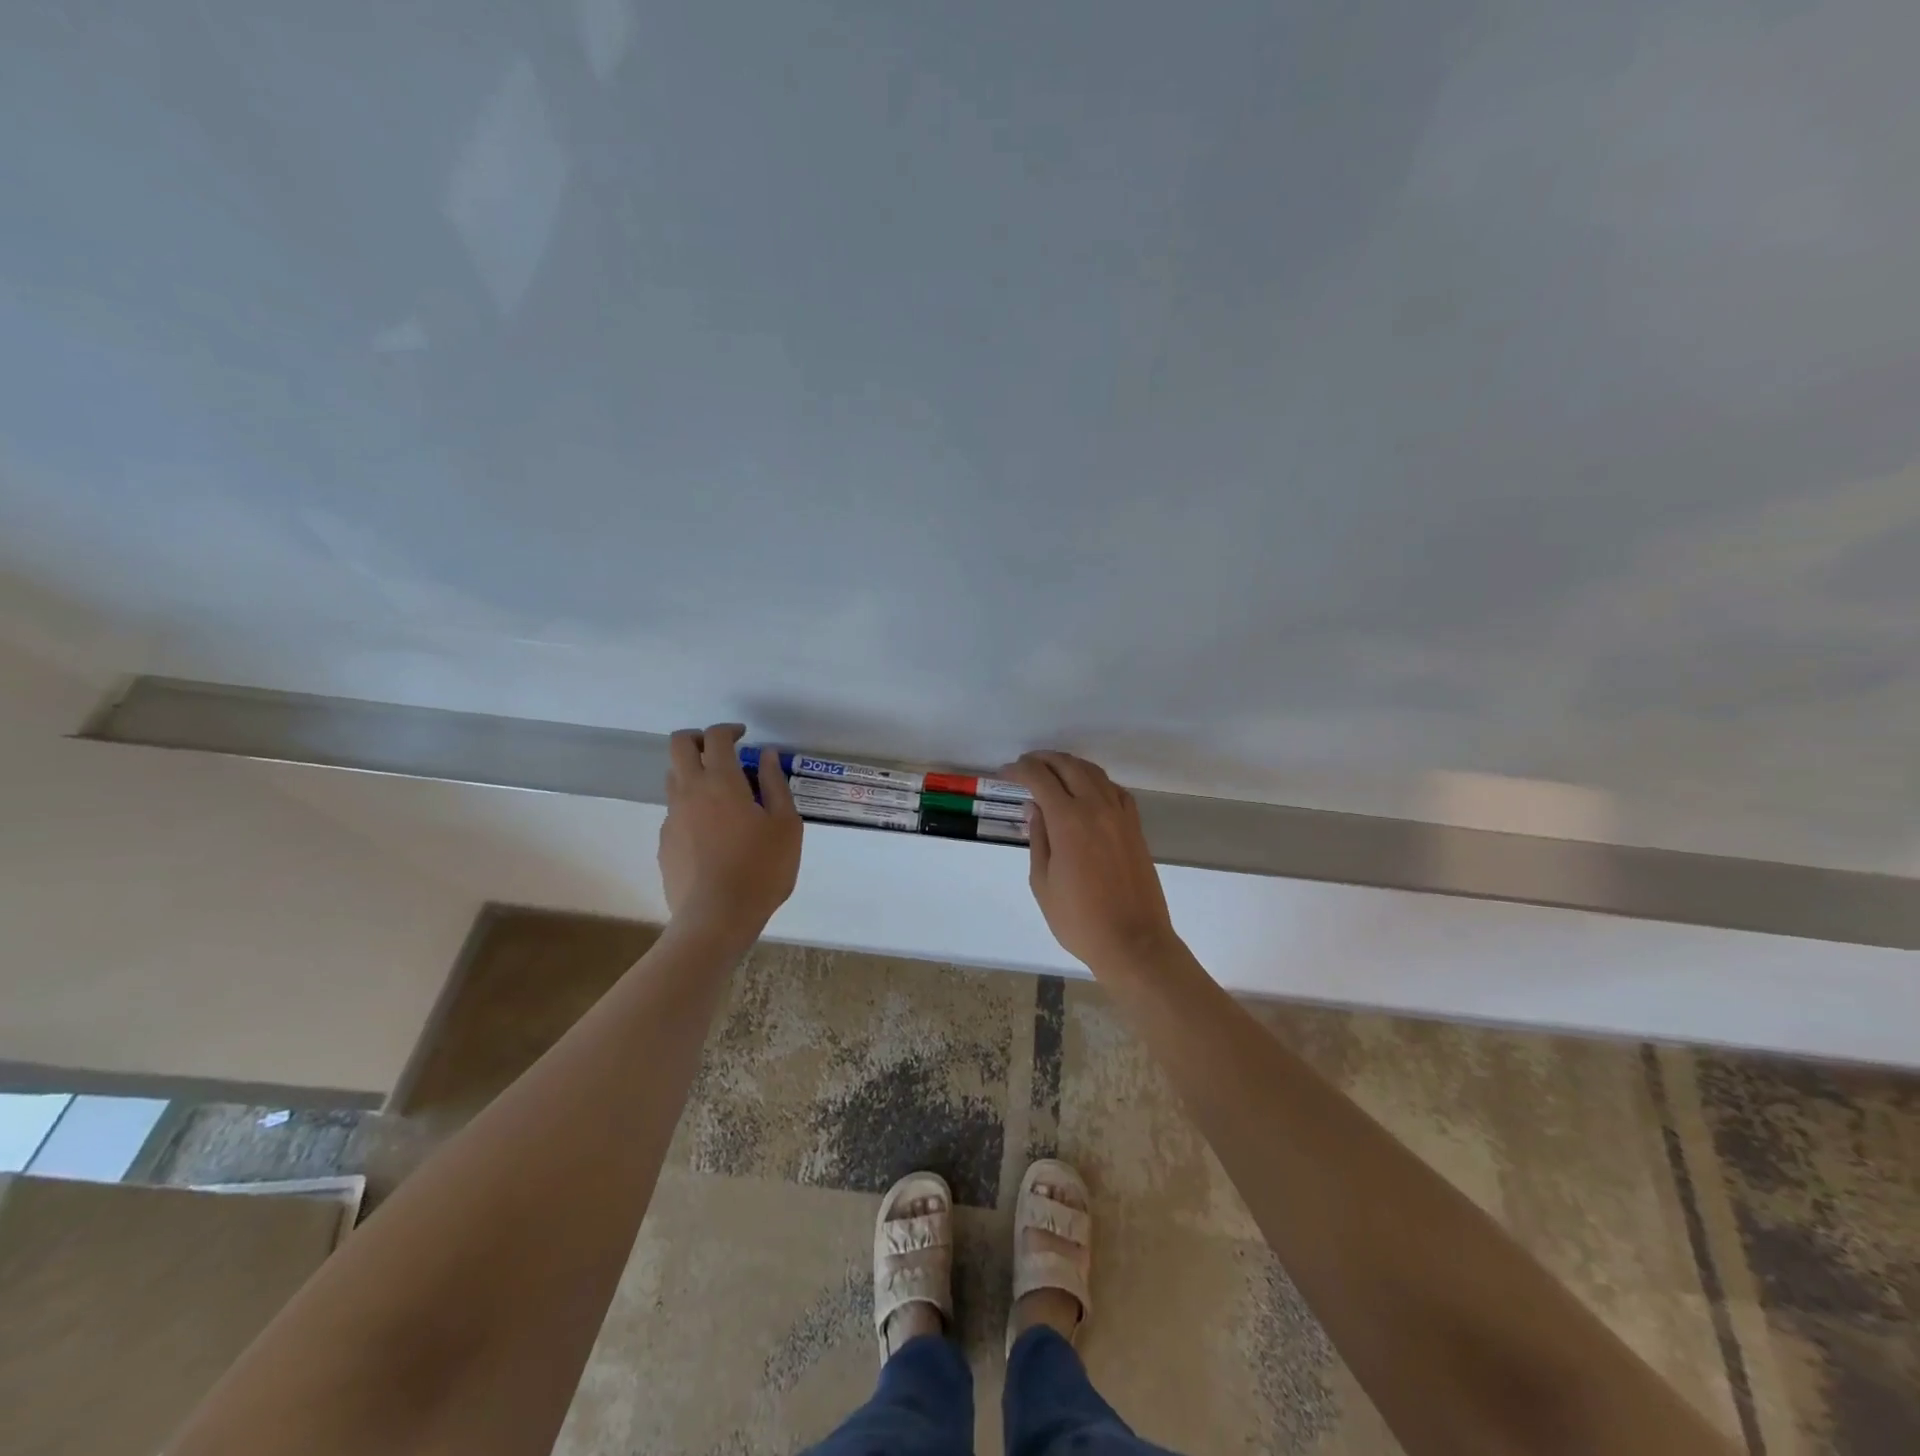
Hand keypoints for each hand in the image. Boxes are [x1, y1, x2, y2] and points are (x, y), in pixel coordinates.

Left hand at [658, 724, 802, 935]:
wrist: (716, 918)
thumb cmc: (761, 869)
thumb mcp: (786, 825)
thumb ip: (775, 785)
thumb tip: (765, 756)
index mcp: (721, 782)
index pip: (716, 737)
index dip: (729, 730)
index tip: (744, 736)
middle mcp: (689, 792)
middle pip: (679, 746)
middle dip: (698, 738)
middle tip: (722, 751)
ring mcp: (672, 818)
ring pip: (674, 779)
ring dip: (694, 773)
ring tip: (723, 797)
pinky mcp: (665, 844)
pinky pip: (676, 813)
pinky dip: (692, 809)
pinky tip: (715, 836)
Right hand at [1005, 751, 1179, 973]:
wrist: (1133, 942)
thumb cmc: (1078, 919)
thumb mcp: (1043, 882)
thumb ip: (1038, 838)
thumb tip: (1035, 807)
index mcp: (1069, 820)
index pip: (1040, 779)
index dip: (1020, 770)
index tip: (1005, 773)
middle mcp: (1097, 808)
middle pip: (1068, 766)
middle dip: (1043, 760)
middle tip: (1025, 765)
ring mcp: (1120, 815)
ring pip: (1094, 773)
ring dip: (1070, 765)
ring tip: (1052, 770)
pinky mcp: (1135, 827)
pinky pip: (1115, 790)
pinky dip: (1096, 781)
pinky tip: (1087, 790)